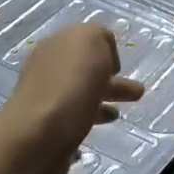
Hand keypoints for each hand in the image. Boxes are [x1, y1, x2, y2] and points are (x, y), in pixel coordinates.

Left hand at [0, 24, 144, 173]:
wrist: (38, 137)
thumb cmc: (70, 84)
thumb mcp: (90, 41)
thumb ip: (99, 36)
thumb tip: (102, 56)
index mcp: (56, 46)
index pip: (83, 41)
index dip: (105, 50)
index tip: (119, 68)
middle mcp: (48, 71)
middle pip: (84, 71)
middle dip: (109, 79)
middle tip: (135, 93)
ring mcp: (46, 102)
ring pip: (81, 97)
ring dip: (102, 102)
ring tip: (119, 115)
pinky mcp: (48, 132)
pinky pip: (75, 122)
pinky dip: (90, 122)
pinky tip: (99, 130)